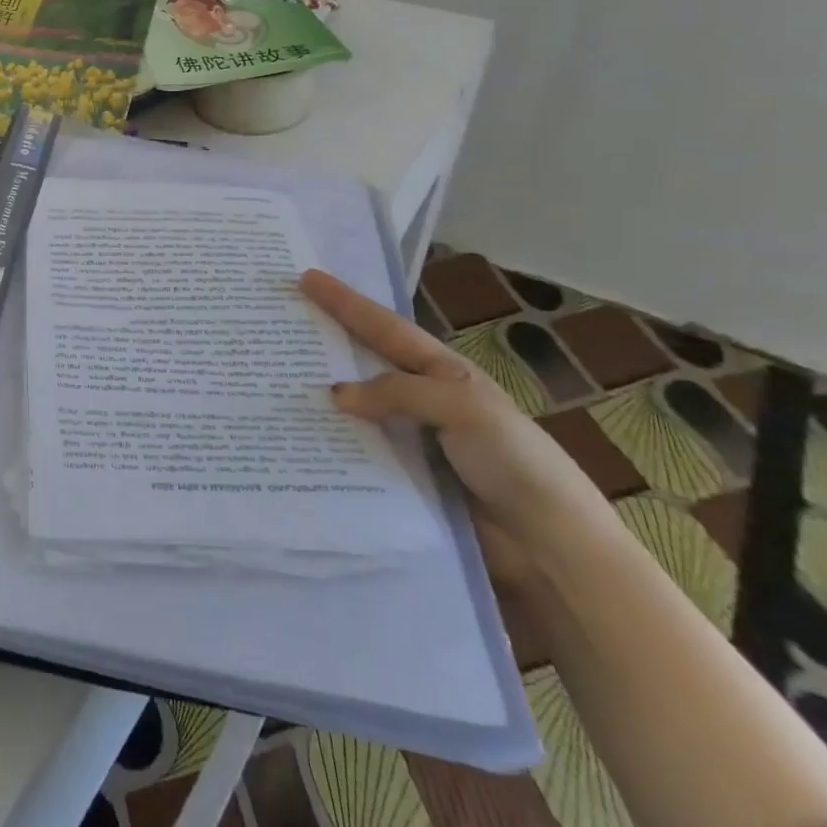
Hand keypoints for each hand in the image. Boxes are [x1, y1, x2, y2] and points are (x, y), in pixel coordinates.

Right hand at [299, 269, 608, 584]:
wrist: (552, 548)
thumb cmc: (516, 462)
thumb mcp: (463, 409)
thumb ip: (399, 393)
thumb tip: (335, 394)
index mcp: (443, 373)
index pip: (384, 328)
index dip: (346, 302)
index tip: (306, 278)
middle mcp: (423, 401)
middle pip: (364, 364)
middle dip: (326, 342)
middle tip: (279, 326)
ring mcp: (412, 441)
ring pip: (355, 410)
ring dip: (319, 399)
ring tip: (273, 385)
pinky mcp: (403, 480)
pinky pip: (358, 453)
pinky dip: (330, 444)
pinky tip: (298, 442)